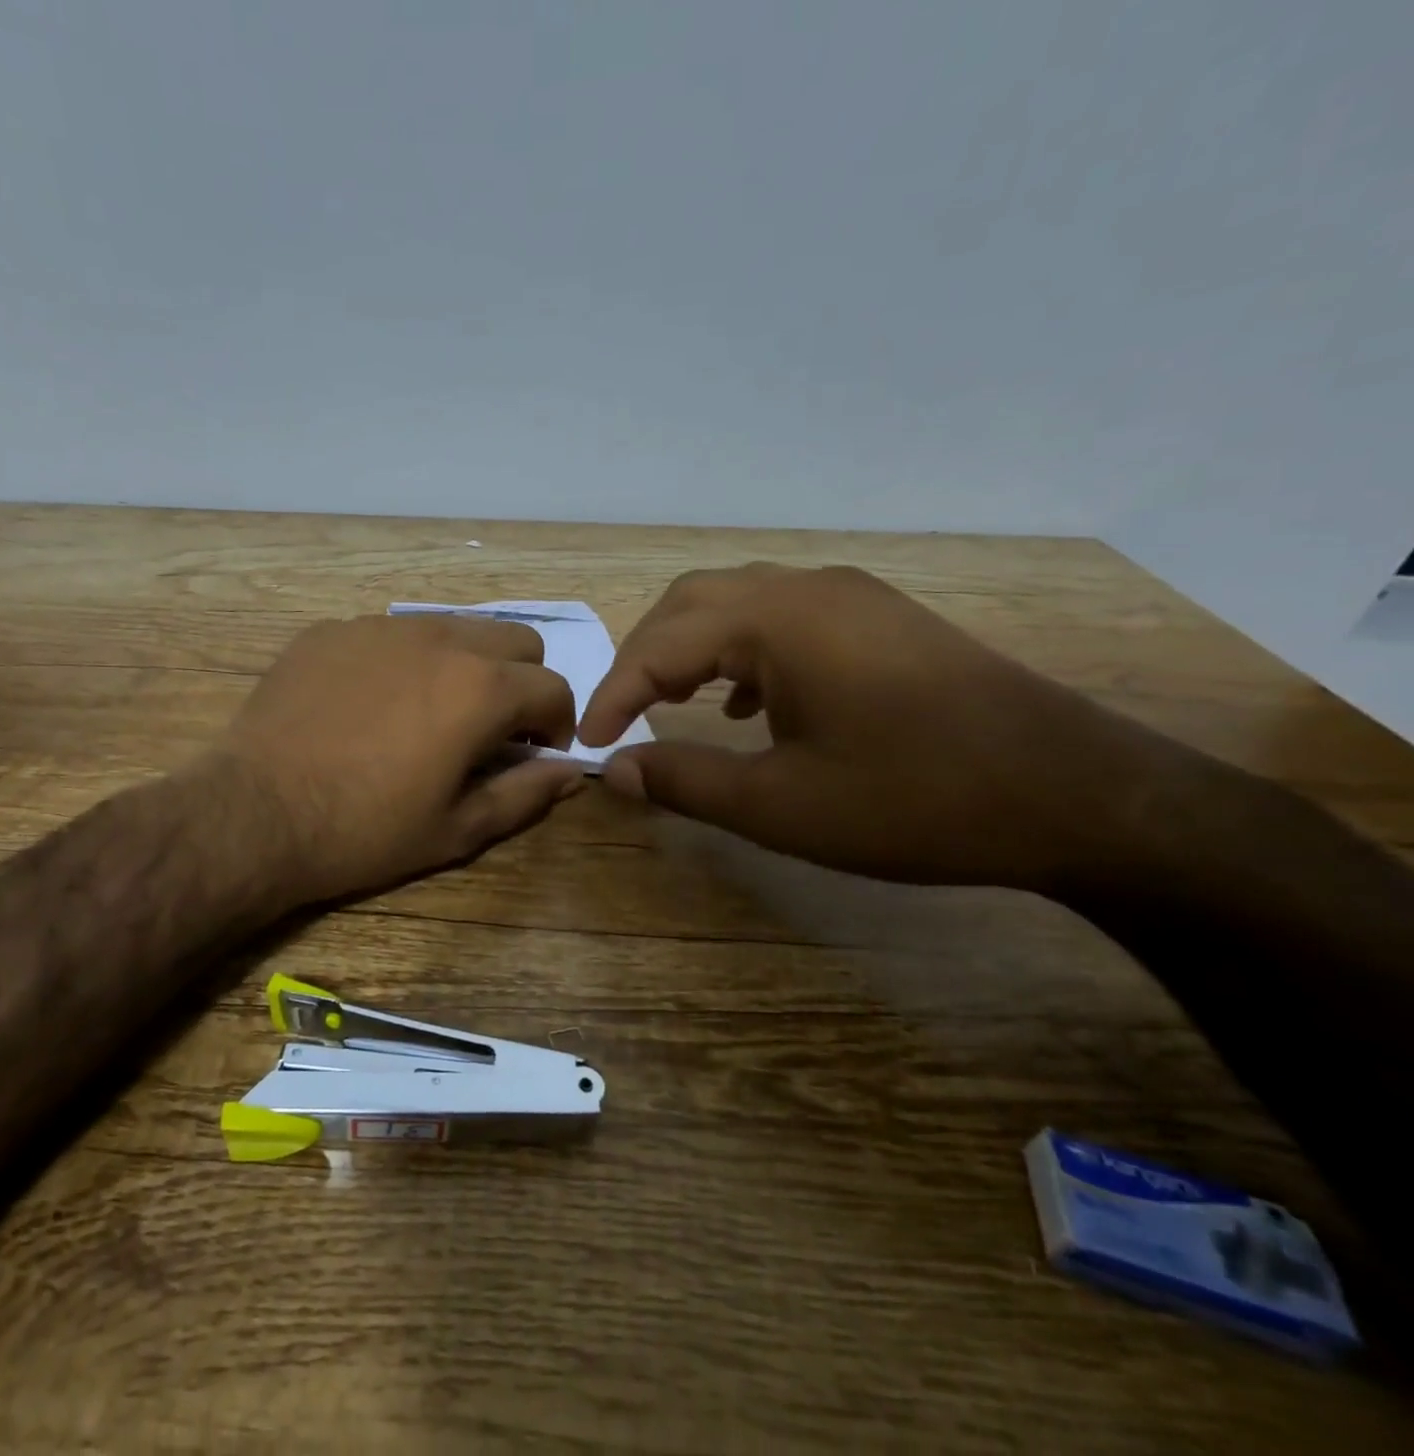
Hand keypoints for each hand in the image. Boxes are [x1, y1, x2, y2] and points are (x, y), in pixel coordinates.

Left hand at [218, 613, 585, 903]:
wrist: (255, 814)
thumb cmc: (365, 831)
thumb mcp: (457, 829)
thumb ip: (526, 794)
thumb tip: (572, 773)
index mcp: (480, 688)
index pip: (554, 688)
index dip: (556, 725)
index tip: (534, 754)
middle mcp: (439, 639)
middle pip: (515, 641)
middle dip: (521, 683)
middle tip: (490, 730)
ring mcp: (380, 627)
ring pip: (454, 627)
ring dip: (465, 665)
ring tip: (431, 713)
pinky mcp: (332, 630)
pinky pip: (391, 633)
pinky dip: (404, 661)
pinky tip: (371, 705)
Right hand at [577, 563, 1182, 889]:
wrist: (1075, 796)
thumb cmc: (914, 800)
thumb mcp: (781, 805)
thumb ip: (686, 780)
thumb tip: (619, 769)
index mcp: (779, 621)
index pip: (661, 643)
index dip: (614, 692)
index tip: (589, 742)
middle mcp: (809, 588)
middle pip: (693, 602)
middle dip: (644, 657)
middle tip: (624, 713)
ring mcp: (851, 598)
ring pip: (738, 602)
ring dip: (691, 648)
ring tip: (673, 702)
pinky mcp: (880, 620)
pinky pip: (784, 617)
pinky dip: (741, 651)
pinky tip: (748, 702)